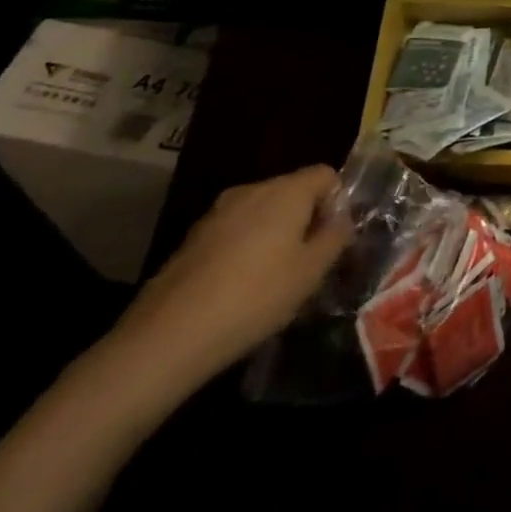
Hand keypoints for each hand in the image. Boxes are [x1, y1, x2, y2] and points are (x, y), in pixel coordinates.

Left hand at [99, 165, 350, 406]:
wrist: (168, 336)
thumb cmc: (255, 297)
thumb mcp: (310, 272)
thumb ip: (335, 238)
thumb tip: (342, 220)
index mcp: (286, 190)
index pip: (325, 174)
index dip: (338, 202)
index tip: (334, 240)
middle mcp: (252, 189)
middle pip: (293, 191)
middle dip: (306, 219)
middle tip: (310, 263)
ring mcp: (217, 213)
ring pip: (262, 213)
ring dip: (276, 235)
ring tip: (276, 279)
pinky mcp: (192, 239)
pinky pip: (235, 232)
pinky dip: (246, 249)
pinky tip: (241, 289)